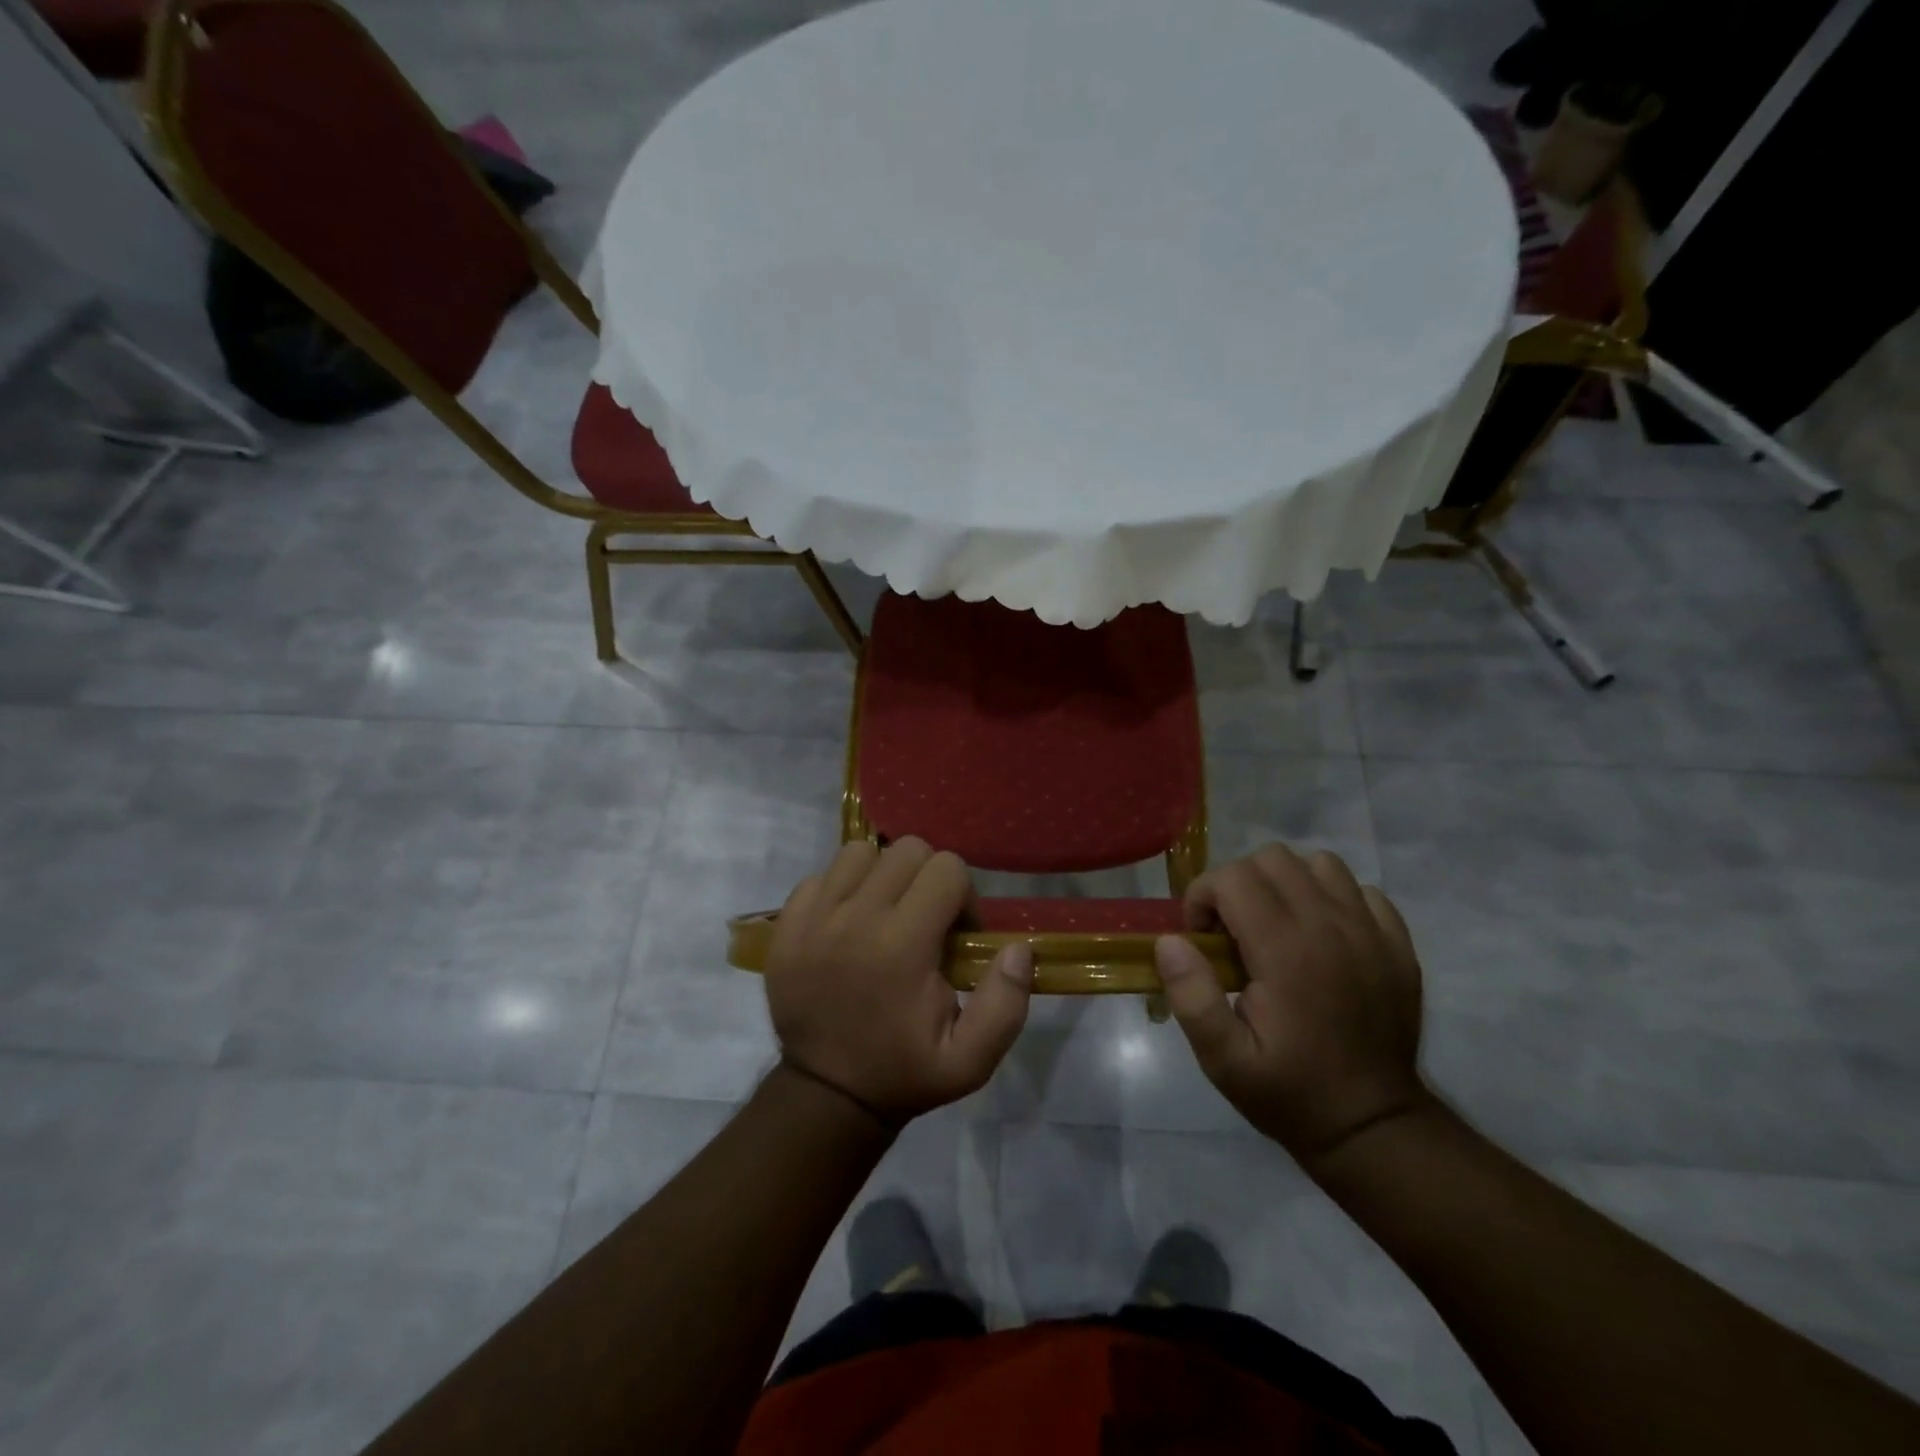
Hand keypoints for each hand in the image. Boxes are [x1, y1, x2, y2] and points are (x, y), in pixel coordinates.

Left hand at [765, 838, 1033, 1124]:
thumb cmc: (903, 1072)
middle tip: (926, 920)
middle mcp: (856, 918)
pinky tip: (848, 922)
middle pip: (907, 850)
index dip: (963, 896)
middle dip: (927, 877)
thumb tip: (1018, 948)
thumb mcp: (970, 1060)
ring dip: (883, 875)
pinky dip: (841, 889)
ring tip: (886, 914)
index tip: (956, 934)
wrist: (826, 1094)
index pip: (947, 869)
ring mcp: (814, 917)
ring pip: (861, 852)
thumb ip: (1005, 1004)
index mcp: (902, 945)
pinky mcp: (787, 924)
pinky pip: (820, 875)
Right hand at [1154, 844, 1431, 1169]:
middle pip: (1273, 859)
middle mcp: (1331, 927)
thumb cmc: (1289, 1091)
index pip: (1233, 877)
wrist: (1373, 1125)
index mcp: (1286, 951)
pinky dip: (1333, 899)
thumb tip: (1170, 941)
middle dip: (1239, 884)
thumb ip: (1191, 996)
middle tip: (1233, 932)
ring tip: (1276, 925)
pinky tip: (1321, 937)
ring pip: (1319, 864)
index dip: (1203, 897)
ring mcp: (1371, 931)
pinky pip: (1360, 890)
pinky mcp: (1398, 944)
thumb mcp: (1223, 1060)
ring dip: (1287, 883)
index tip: (1202, 938)